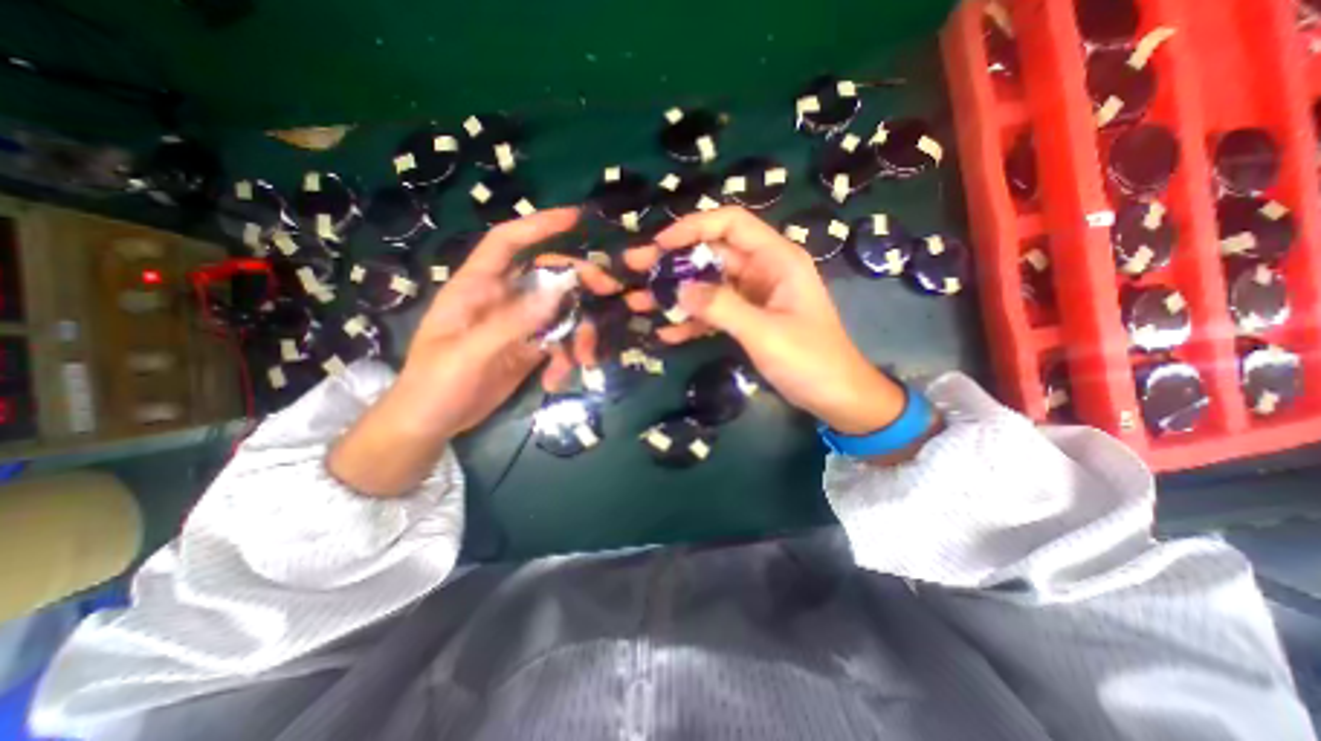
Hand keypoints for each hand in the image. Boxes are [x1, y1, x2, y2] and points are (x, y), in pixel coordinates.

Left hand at [328, 209, 622, 496]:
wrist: (433, 423)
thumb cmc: (436, 383)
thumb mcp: (471, 352)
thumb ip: (513, 321)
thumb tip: (558, 291)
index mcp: (476, 287)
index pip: (507, 242)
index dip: (539, 225)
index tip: (576, 218)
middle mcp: (502, 299)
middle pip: (548, 277)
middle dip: (579, 285)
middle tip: (609, 292)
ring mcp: (519, 324)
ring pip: (561, 313)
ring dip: (578, 333)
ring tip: (583, 360)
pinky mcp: (530, 348)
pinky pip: (560, 342)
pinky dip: (566, 358)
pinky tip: (556, 381)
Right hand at [623, 208, 910, 437]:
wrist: (836, 396)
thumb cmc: (811, 360)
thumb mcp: (765, 332)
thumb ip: (722, 308)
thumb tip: (677, 290)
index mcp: (776, 259)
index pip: (730, 223)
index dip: (693, 227)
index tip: (660, 245)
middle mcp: (762, 270)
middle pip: (710, 254)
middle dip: (671, 262)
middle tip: (634, 269)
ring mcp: (753, 296)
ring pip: (706, 285)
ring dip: (674, 294)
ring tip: (637, 302)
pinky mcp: (747, 319)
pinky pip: (713, 312)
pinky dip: (691, 321)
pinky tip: (665, 333)